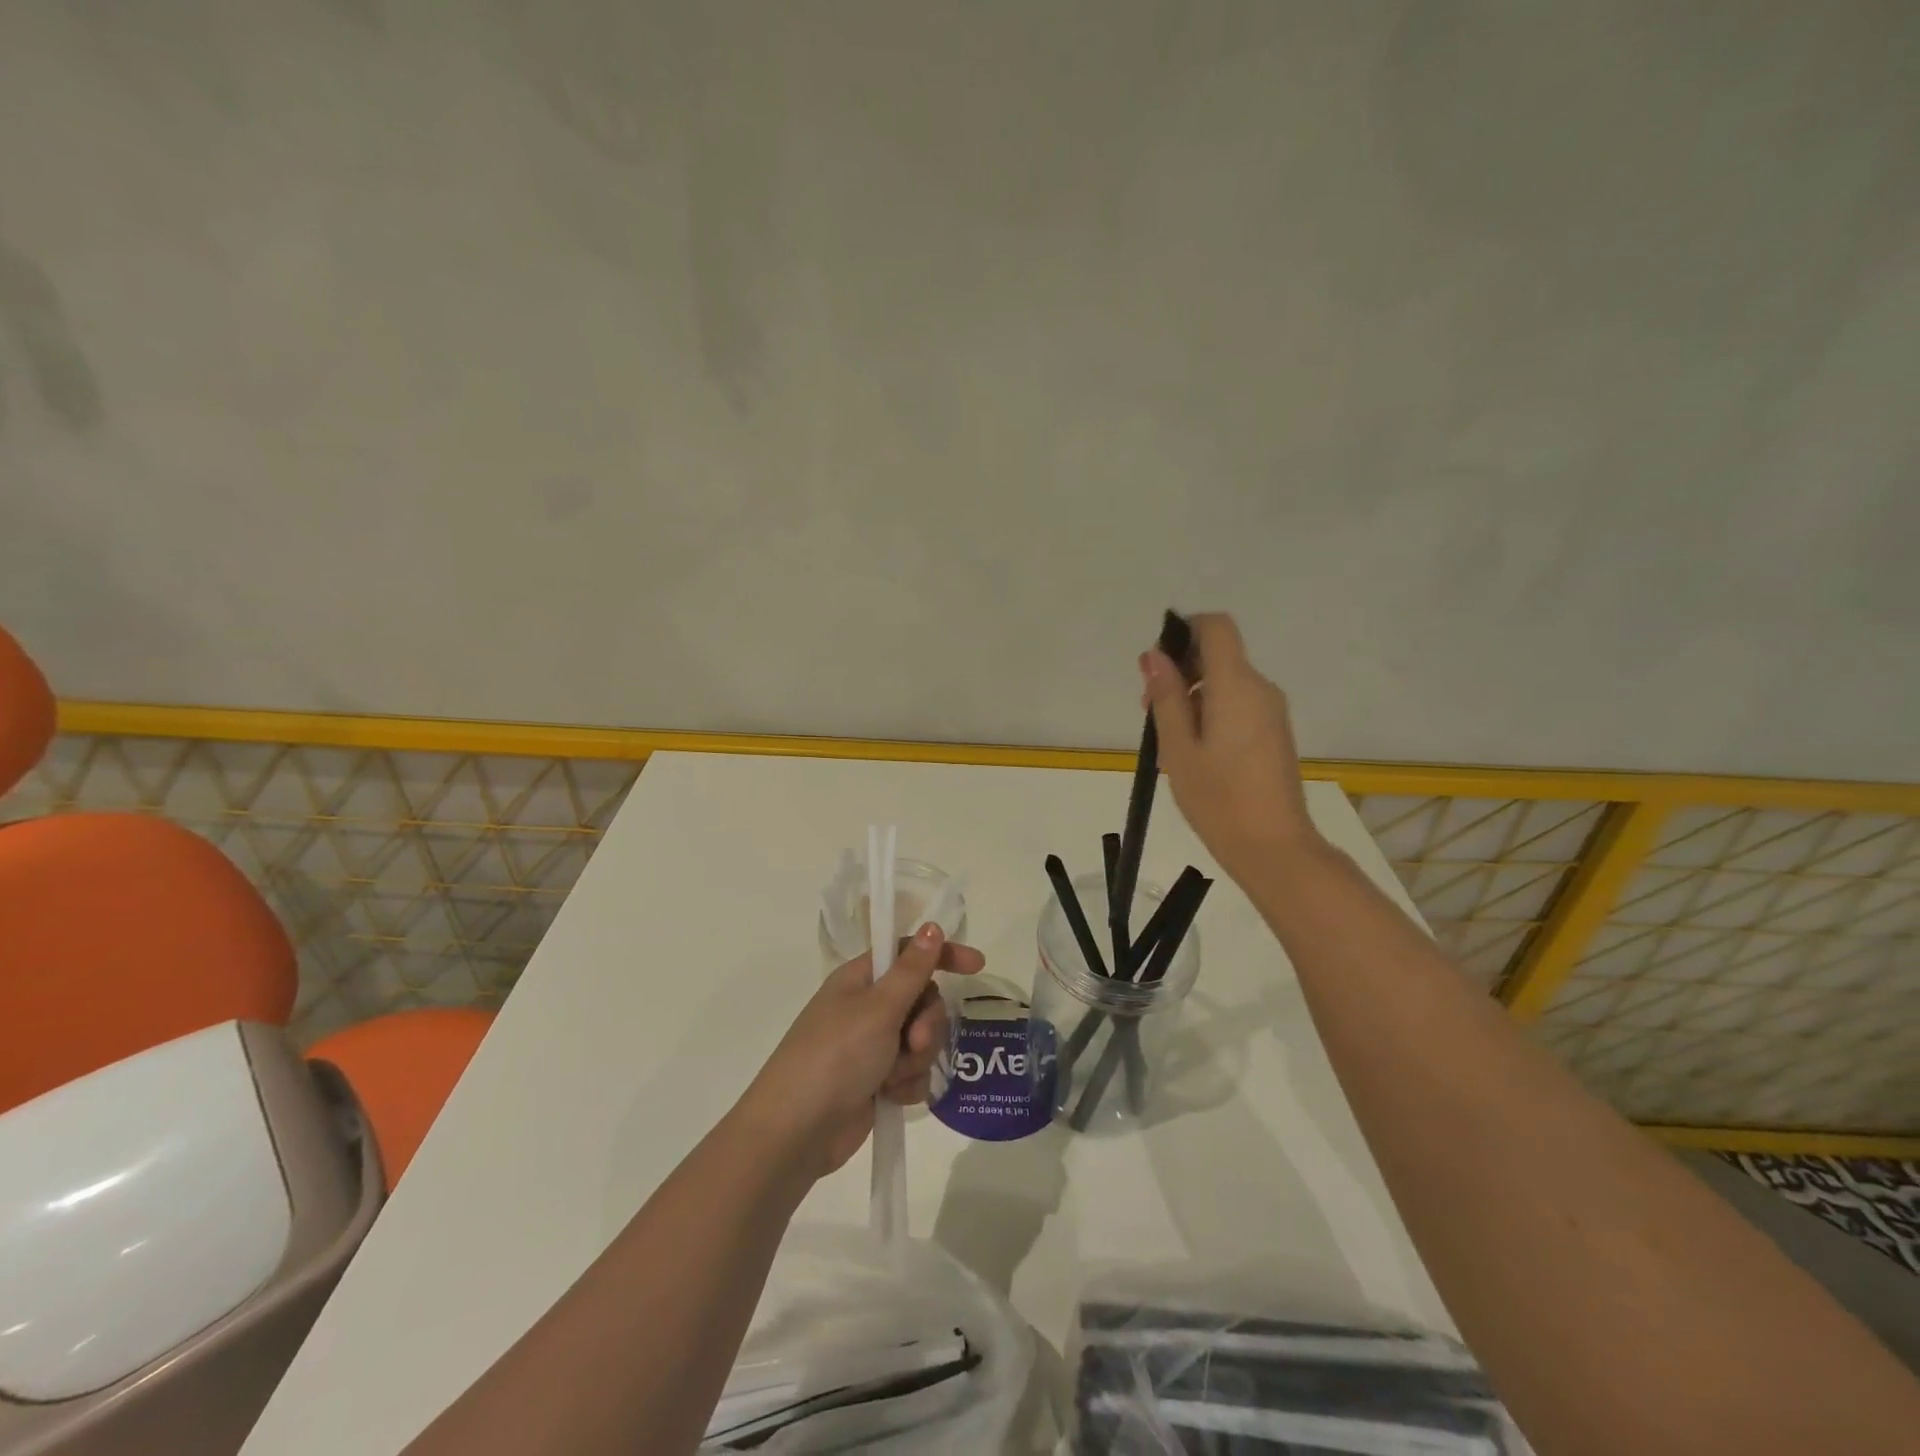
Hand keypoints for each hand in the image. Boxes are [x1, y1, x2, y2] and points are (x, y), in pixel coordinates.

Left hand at [736, 923, 983, 1177]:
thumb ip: (912, 970)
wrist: (797, 1133)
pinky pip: (913, 1072)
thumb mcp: (878, 1008)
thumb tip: (932, 927)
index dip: (943, 955)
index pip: (909, 954)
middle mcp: (867, 1007)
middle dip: (927, 1023)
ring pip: (921, 1039)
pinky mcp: (876, 1081)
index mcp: (861, 979)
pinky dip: (908, 1084)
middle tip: (914, 1042)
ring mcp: (872, 1046)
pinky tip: (893, 1097)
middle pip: (922, 999)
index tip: (977, 966)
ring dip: (916, 1058)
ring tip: (893, 1077)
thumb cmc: (835, 1057)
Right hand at [1142, 612, 1322, 883]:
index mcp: (1236, 685)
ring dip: (1192, 697)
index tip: (1157, 666)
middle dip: (1180, 672)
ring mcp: (1271, 712)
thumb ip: (1167, 697)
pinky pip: (1238, 704)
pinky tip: (1194, 752)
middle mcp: (1260, 688)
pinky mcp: (1274, 732)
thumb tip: (1155, 656)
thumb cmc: (1218, 799)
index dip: (1184, 631)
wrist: (1273, 847)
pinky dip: (1211, 713)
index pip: (1216, 627)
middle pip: (1218, 655)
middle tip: (1149, 713)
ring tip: (1168, 742)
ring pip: (1225, 682)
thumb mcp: (1178, 748)